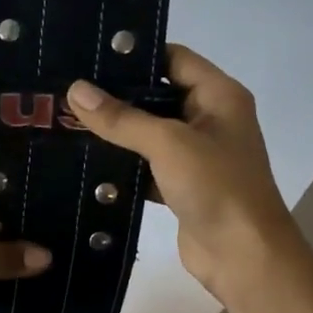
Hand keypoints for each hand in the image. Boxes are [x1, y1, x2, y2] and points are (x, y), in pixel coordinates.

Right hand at [68, 46, 301, 302]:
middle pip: (158, 94)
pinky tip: (85, 159)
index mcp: (219, 96)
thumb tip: (75, 89)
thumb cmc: (217, 188)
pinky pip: (147, 164)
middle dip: (116, 94)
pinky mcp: (182, 185)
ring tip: (67, 118)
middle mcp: (210, 118)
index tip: (90, 54)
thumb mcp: (169, 144)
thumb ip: (122, 118)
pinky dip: (122, 163)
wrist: (245, 258)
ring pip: (149, 132)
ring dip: (116, 130)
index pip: (174, 58)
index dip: (136, 53)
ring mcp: (196, 154)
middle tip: (67, 88)